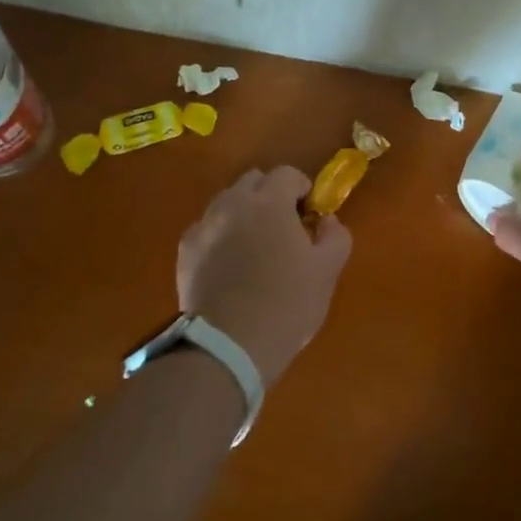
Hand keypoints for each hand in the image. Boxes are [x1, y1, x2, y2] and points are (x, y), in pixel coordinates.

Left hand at [177, 166, 351, 385]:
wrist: (227, 347)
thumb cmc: (286, 304)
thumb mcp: (327, 271)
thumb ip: (335, 235)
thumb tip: (326, 221)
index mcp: (269, 202)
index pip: (288, 174)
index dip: (302, 190)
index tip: (309, 217)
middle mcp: (232, 204)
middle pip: (254, 181)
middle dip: (271, 196)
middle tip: (284, 229)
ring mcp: (204, 226)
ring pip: (227, 203)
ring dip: (244, 214)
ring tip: (255, 249)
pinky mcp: (185, 252)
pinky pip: (208, 229)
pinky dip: (221, 237)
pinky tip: (230, 267)